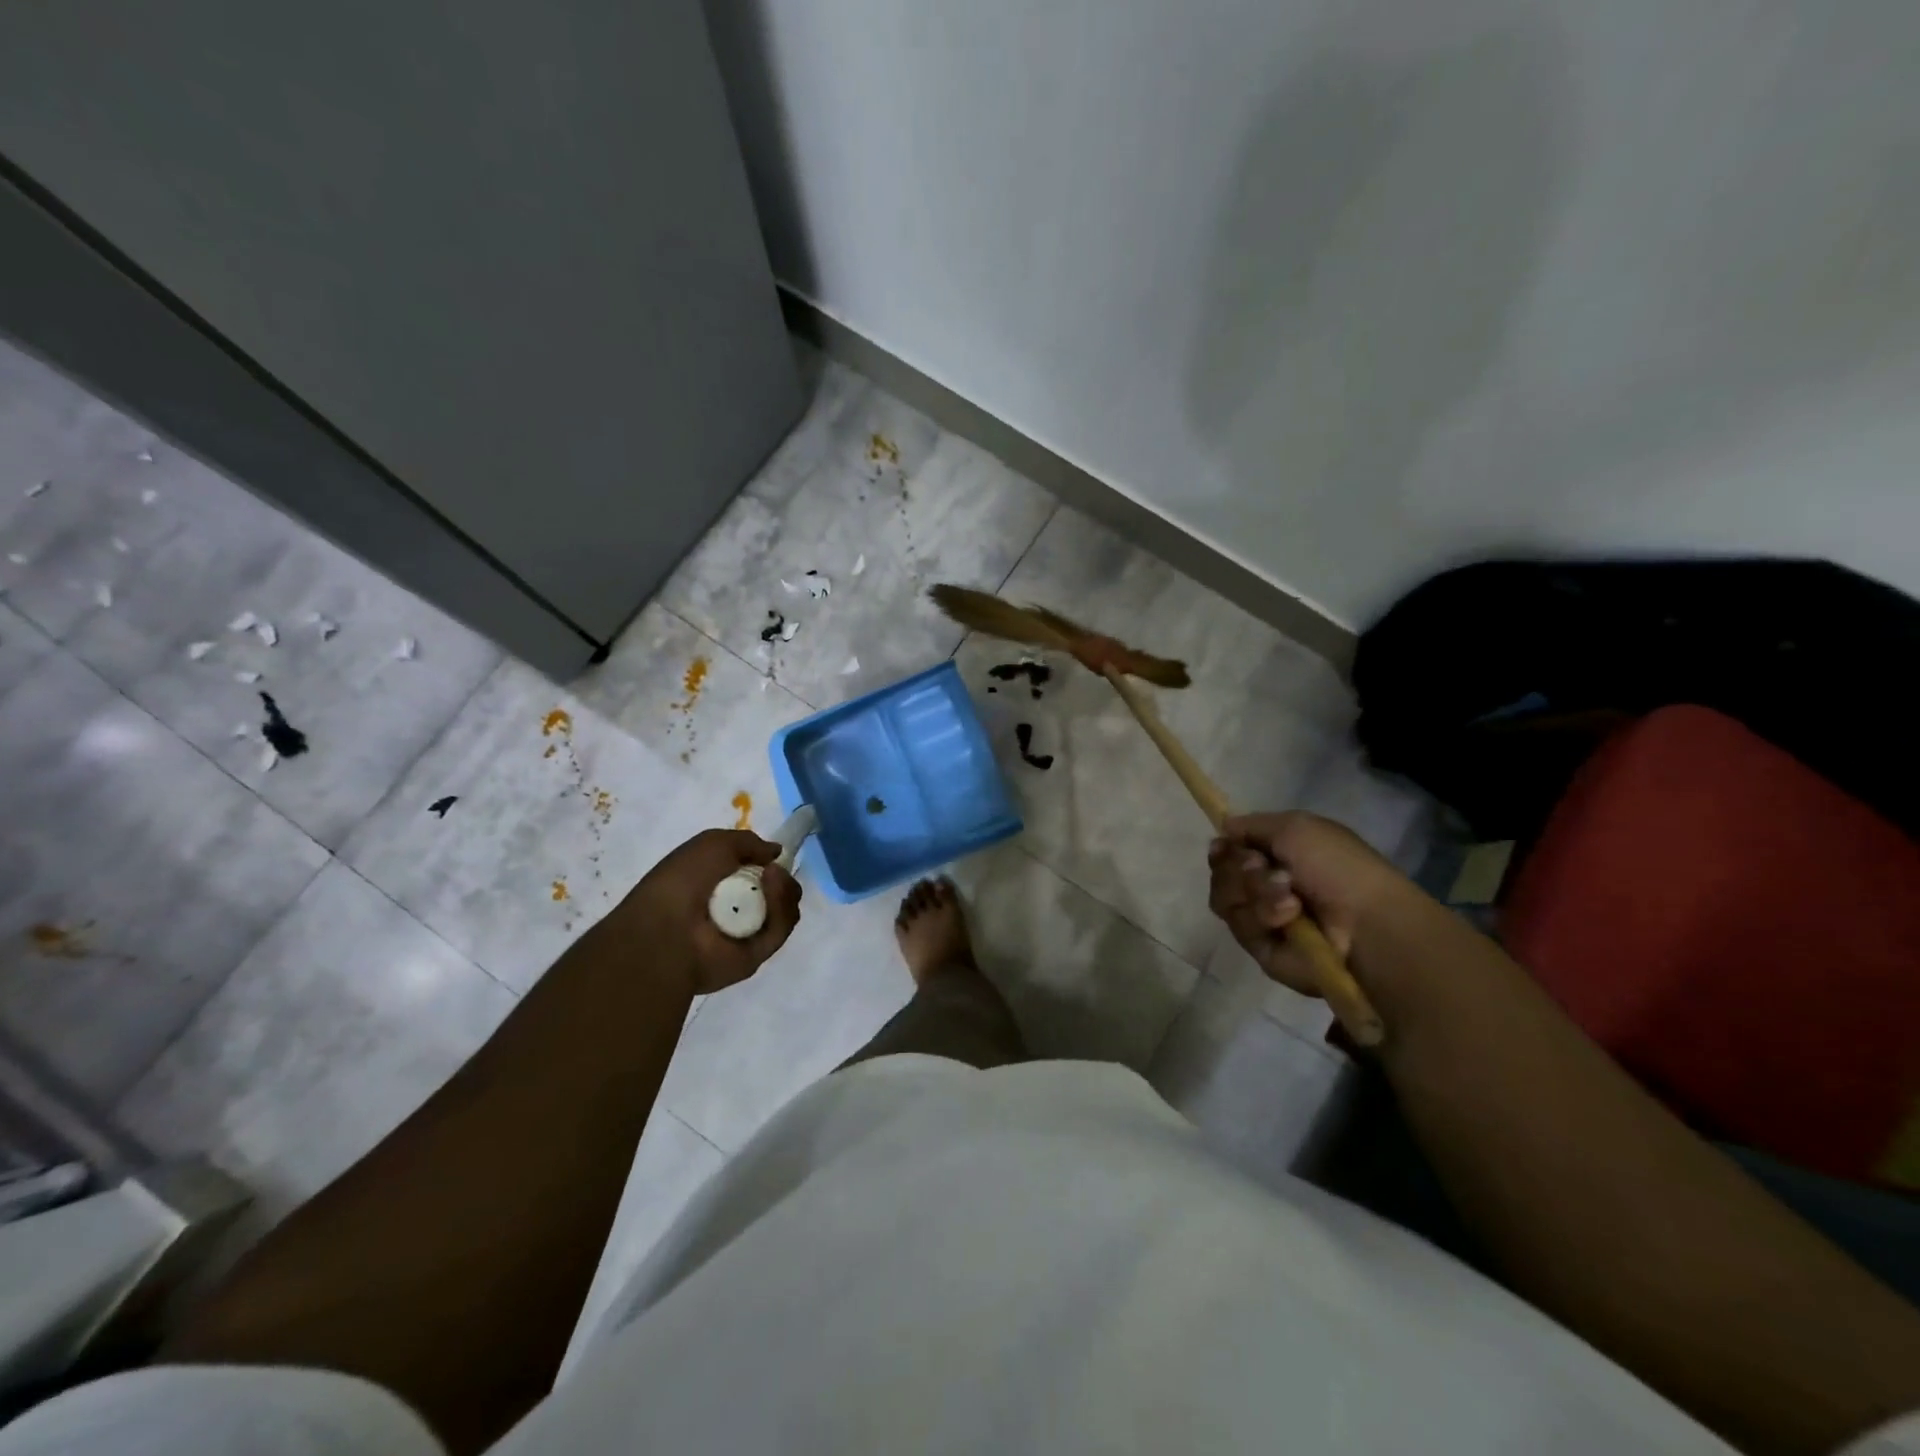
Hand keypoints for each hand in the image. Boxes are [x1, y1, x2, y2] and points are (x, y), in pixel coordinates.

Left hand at [615, 829, 801, 995]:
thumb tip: (776, 852)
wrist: (665, 930)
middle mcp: (733, 910)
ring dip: (783, 889)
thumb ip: (748, 842)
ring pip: (783, 909)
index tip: (774, 856)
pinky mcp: (757, 954)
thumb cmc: (682, 881)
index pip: (756, 875)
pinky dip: (781, 908)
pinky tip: (772, 890)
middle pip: (776, 892)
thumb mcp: (712, 843)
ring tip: (772, 877)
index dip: (769, 863)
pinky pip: (780, 929)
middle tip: (774, 870)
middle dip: (782, 878)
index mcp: (717, 886)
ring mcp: (746, 933)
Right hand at [1206, 811, 1405, 995]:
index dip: (1223, 849)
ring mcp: (1262, 919)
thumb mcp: (1296, 827)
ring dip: (1255, 892)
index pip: (1228, 852)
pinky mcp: (1261, 949)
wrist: (1366, 925)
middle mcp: (1265, 887)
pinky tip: (1291, 918)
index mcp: (1277, 857)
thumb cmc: (1338, 867)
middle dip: (1239, 869)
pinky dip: (1264, 917)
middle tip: (1263, 868)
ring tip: (1290, 900)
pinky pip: (1240, 927)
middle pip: (1221, 875)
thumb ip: (1252, 824)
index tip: (1225, 847)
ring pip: (1225, 900)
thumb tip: (1224, 829)